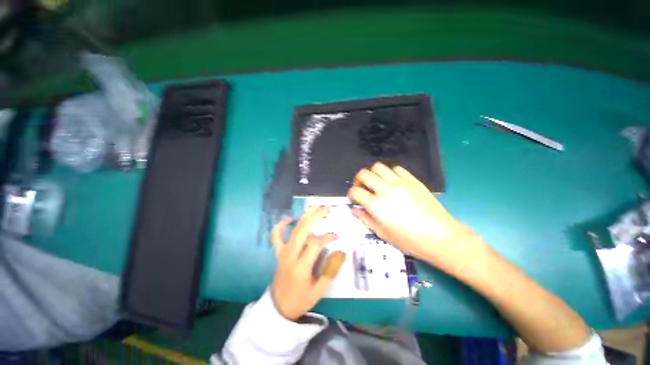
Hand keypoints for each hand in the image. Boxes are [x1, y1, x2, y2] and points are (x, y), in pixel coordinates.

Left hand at [270, 206, 344, 320]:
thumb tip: (341, 252)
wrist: (278, 307)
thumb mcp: (319, 290)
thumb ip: (331, 270)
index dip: (327, 236)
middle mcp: (290, 256)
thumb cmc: (300, 300)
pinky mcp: (279, 253)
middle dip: (315, 217)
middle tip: (325, 209)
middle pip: (302, 230)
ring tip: (314, 207)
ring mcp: (283, 252)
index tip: (336, 236)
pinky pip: (276, 236)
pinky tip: (289, 219)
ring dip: (304, 217)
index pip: (315, 243)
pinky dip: (281, 226)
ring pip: (293, 230)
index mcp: (301, 267)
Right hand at [347, 162, 479, 271]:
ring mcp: (400, 183)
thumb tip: (354, 209)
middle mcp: (386, 190)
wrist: (439, 236)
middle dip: (358, 179)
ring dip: (372, 173)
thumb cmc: (409, 240)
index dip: (351, 193)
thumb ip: (365, 219)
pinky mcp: (412, 180)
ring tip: (375, 182)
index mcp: (377, 205)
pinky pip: (397, 169)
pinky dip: (390, 173)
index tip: (353, 197)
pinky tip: (392, 182)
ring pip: (379, 167)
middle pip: (364, 174)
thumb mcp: (382, 233)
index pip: (356, 192)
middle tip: (361, 187)